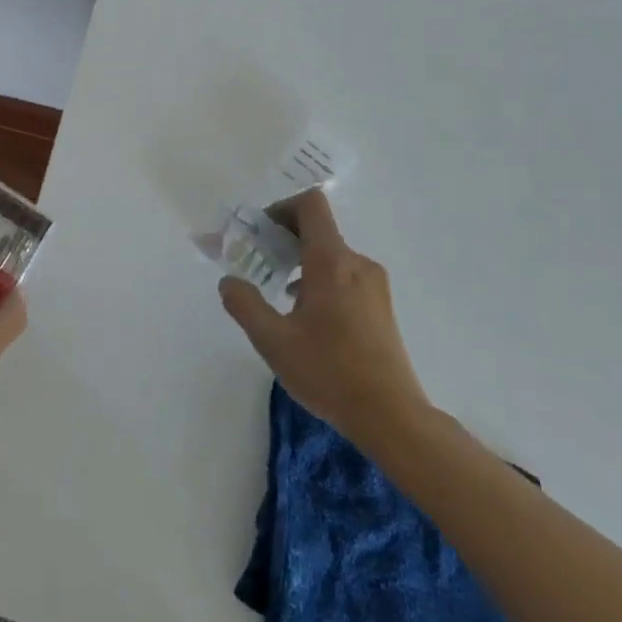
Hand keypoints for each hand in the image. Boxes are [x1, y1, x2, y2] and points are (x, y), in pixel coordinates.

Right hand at [219, 187, 431, 450]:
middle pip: (318, 229)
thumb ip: (245, 305)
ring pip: (331, 254)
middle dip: (283, 239)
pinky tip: (306, 316)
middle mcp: (357, 263)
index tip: (260, 232)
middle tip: (258, 263)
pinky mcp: (381, 306)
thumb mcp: (273, 341)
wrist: (392, 417)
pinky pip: (345, 275)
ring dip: (301, 262)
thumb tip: (229, 281)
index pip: (310, 205)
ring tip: (278, 294)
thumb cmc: (329, 372)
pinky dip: (320, 279)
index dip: (281, 207)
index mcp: (331, 261)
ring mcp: (374, 285)